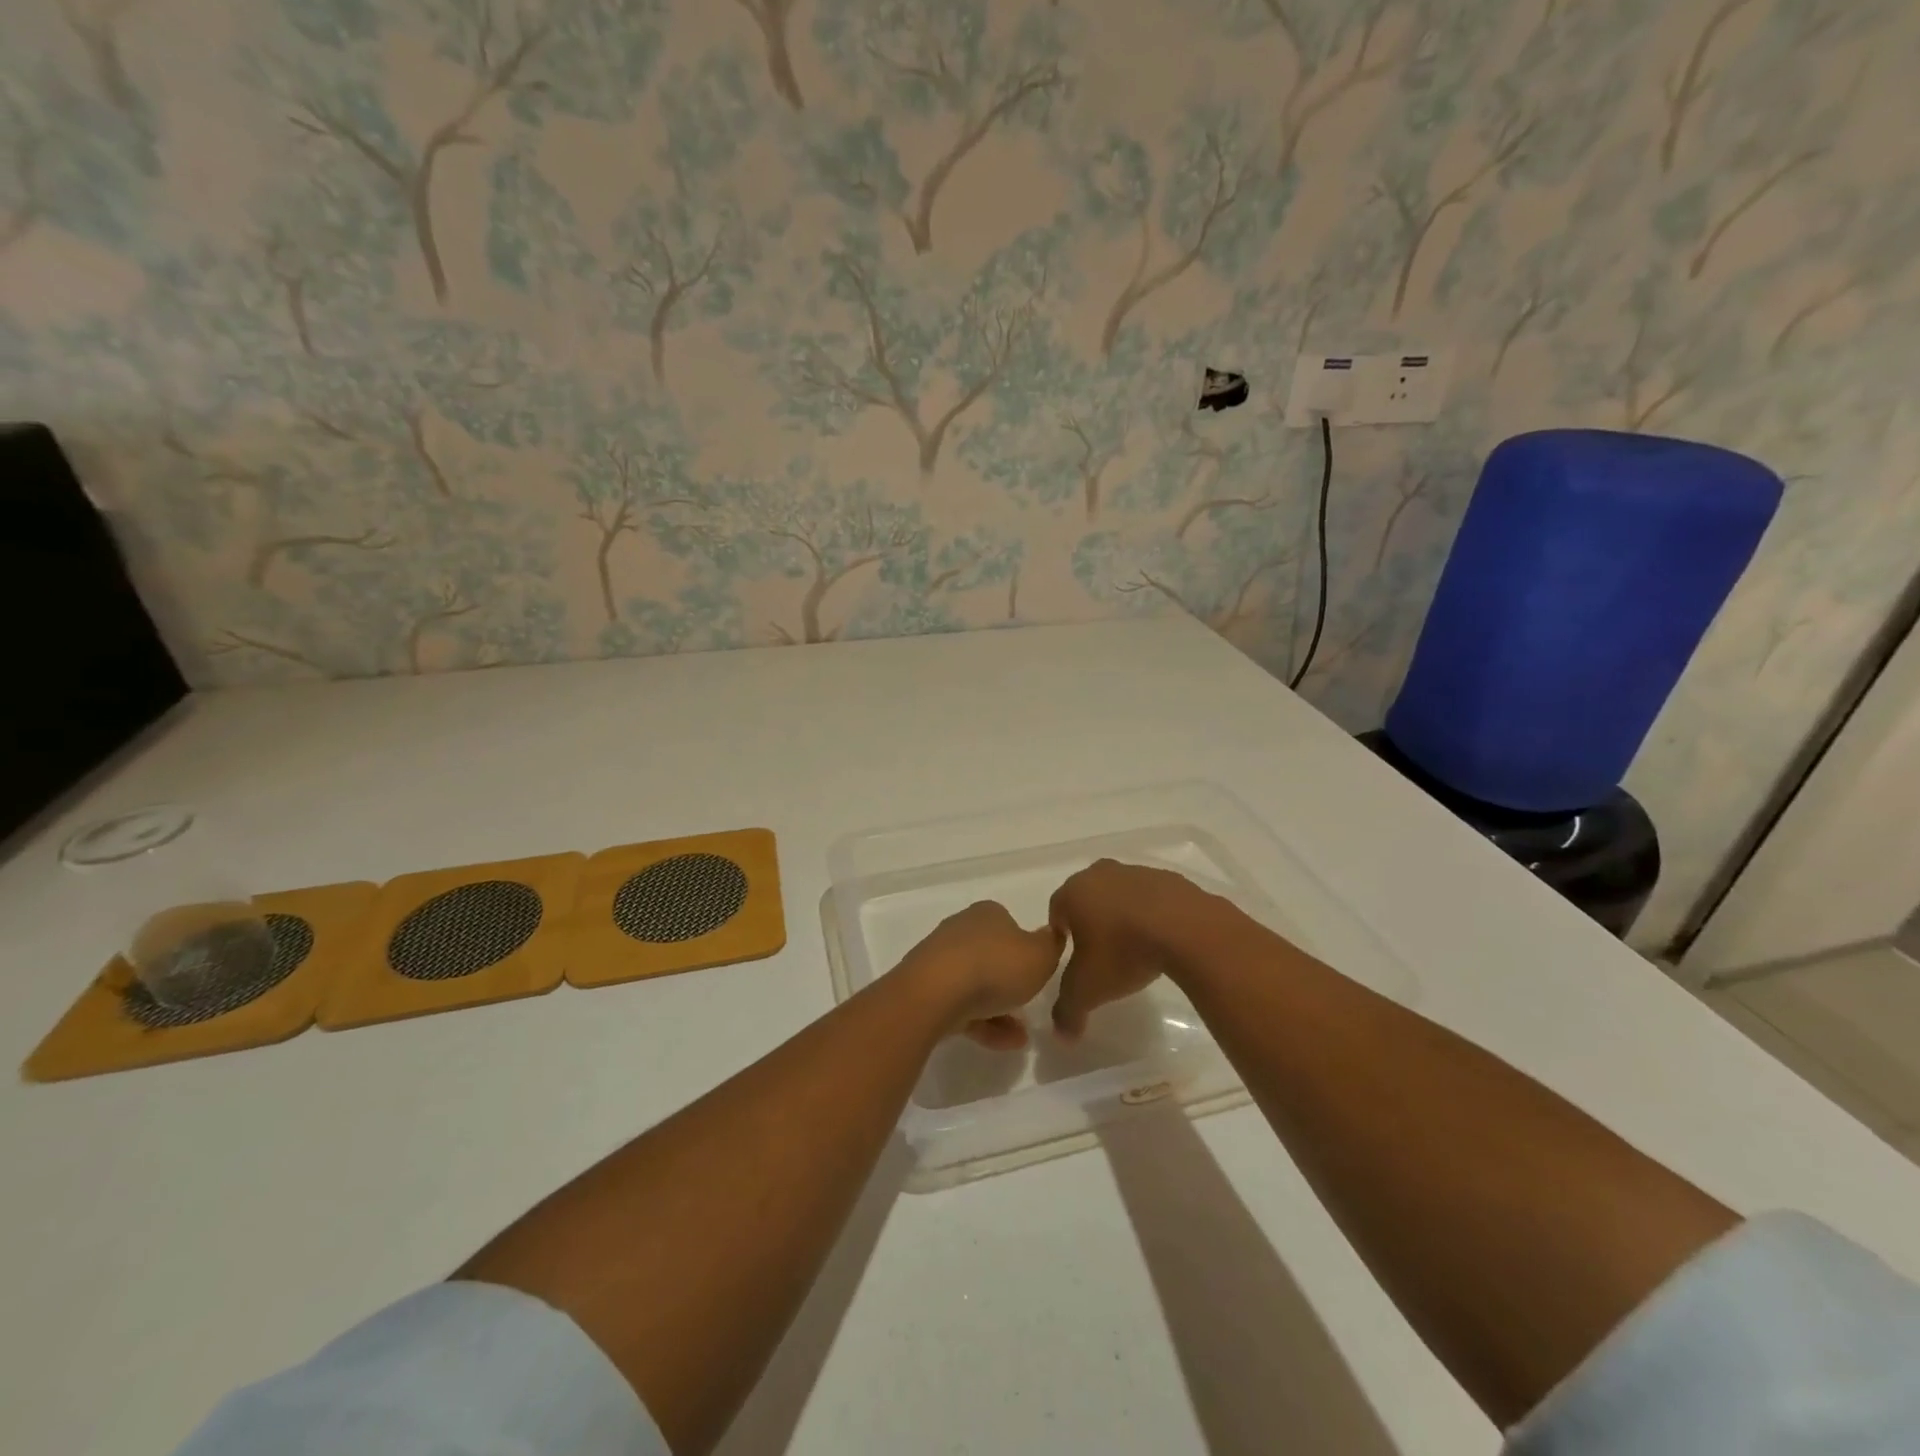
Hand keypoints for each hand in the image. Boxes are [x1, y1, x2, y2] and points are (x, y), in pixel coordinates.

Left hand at [898, 901, 1062, 1049]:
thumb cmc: (995, 967)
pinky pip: (961, 1006)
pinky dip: (983, 1023)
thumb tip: (1050, 934)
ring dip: (999, 1008)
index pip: (1010, 924)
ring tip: (1022, 1036)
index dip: (1026, 946)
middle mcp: (961, 930)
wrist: (935, 994)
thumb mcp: (1041, 955)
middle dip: (1010, 979)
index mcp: (987, 913)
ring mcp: (940, 960)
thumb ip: (1051, 945)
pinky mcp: (927, 990)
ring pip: (976, 983)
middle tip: (1029, 1002)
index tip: (1038, 970)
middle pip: (991, 954)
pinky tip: (1005, 1044)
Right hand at [1047, 860, 1223, 1039]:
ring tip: (1136, 948)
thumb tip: (1061, 1034)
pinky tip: (1163, 939)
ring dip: (1123, 915)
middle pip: (1088, 898)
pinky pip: (1152, 898)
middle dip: (1091, 922)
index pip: (1056, 910)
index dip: (1061, 935)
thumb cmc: (1124, 952)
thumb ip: (1068, 1011)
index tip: (1074, 958)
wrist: (1187, 930)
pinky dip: (1153, 914)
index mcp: (1074, 892)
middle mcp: (1101, 873)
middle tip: (1102, 953)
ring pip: (1120, 895)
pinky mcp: (1170, 878)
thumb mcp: (1088, 990)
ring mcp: (1137, 871)